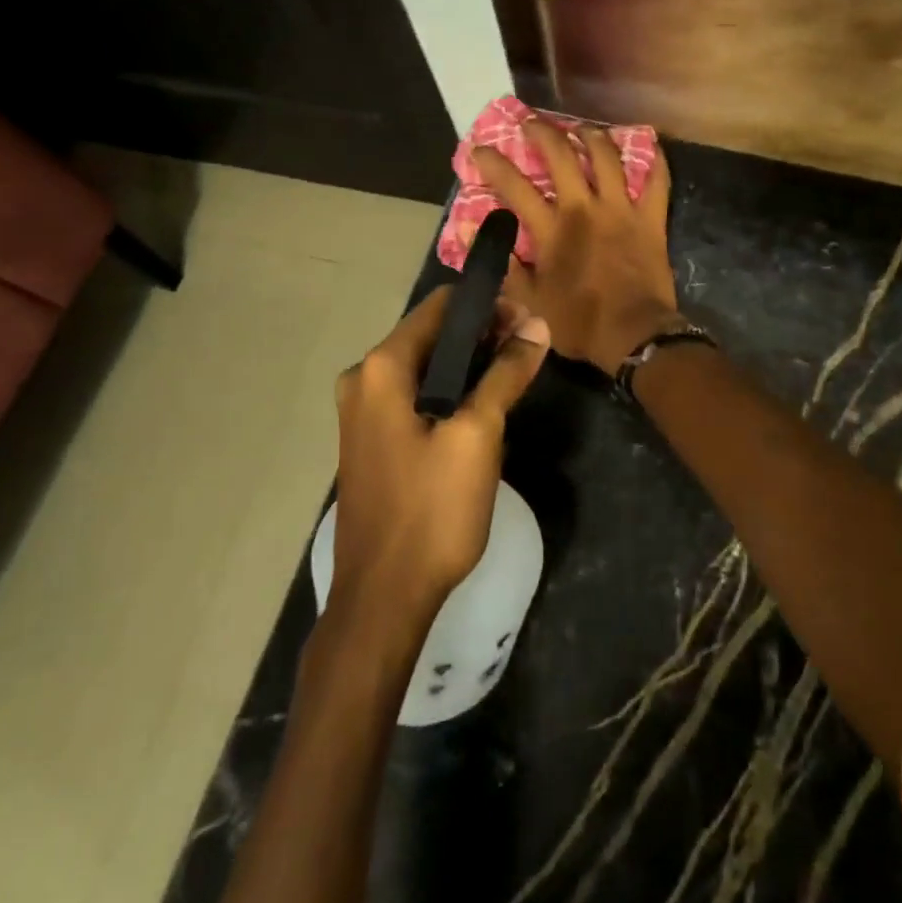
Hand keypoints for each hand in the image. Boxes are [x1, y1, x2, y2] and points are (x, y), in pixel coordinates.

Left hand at [332, 287, 549, 612]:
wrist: (383, 597)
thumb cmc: (431, 510)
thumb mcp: (478, 435)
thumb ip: (505, 373)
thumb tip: (537, 325)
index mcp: (382, 368)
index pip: (440, 306)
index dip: (488, 304)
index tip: (529, 321)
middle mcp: (364, 379)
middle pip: (432, 334)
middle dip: (483, 334)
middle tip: (529, 349)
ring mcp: (364, 412)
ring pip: (426, 366)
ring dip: (470, 363)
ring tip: (516, 373)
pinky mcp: (373, 439)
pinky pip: (417, 395)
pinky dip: (451, 389)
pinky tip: (483, 406)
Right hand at [472, 120, 677, 371]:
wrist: (635, 335)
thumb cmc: (580, 322)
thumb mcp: (531, 302)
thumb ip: (503, 265)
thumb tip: (468, 233)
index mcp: (552, 229)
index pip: (515, 187)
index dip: (494, 164)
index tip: (480, 148)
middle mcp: (585, 209)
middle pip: (562, 156)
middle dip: (543, 132)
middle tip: (531, 122)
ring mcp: (621, 210)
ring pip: (607, 158)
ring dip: (592, 136)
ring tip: (582, 128)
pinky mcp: (651, 219)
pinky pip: (657, 181)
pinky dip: (655, 160)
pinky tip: (650, 144)